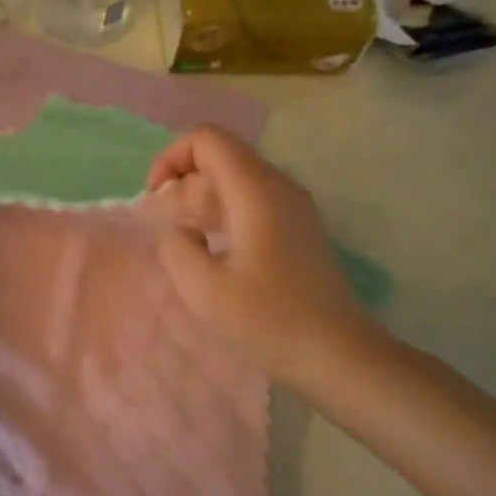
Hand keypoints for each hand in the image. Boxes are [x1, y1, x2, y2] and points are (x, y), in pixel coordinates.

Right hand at [146, 126, 387, 393]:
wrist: (338, 356)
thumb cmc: (269, 320)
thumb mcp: (203, 288)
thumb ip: (175, 246)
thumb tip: (177, 230)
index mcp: (255, 190)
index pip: (206, 139)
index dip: (170, 159)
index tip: (156, 201)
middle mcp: (278, 186)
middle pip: (220, 154)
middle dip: (183, 181)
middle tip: (169, 228)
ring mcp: (292, 205)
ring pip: (234, 177)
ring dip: (202, 199)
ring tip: (188, 242)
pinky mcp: (297, 226)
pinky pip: (250, 199)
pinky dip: (223, 212)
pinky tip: (215, 251)